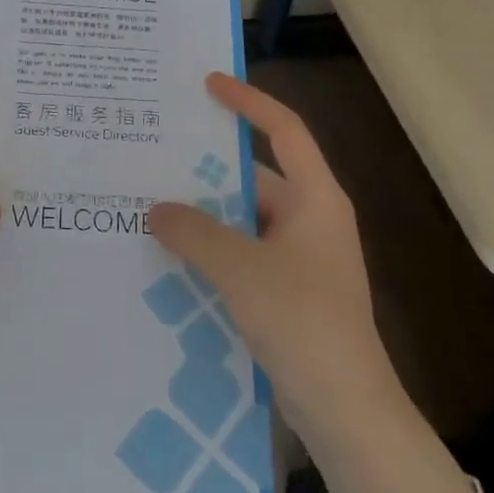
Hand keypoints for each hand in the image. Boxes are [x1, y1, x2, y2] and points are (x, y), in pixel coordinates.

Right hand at [150, 74, 393, 435]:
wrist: (344, 409)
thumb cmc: (302, 321)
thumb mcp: (240, 269)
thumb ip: (194, 231)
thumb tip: (155, 209)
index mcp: (315, 199)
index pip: (284, 130)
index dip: (248, 102)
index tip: (208, 84)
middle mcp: (309, 219)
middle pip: (254, 175)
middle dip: (206, 168)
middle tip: (155, 154)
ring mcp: (298, 257)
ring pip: (242, 219)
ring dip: (202, 215)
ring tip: (149, 203)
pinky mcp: (285, 289)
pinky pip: (241, 253)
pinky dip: (209, 249)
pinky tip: (168, 255)